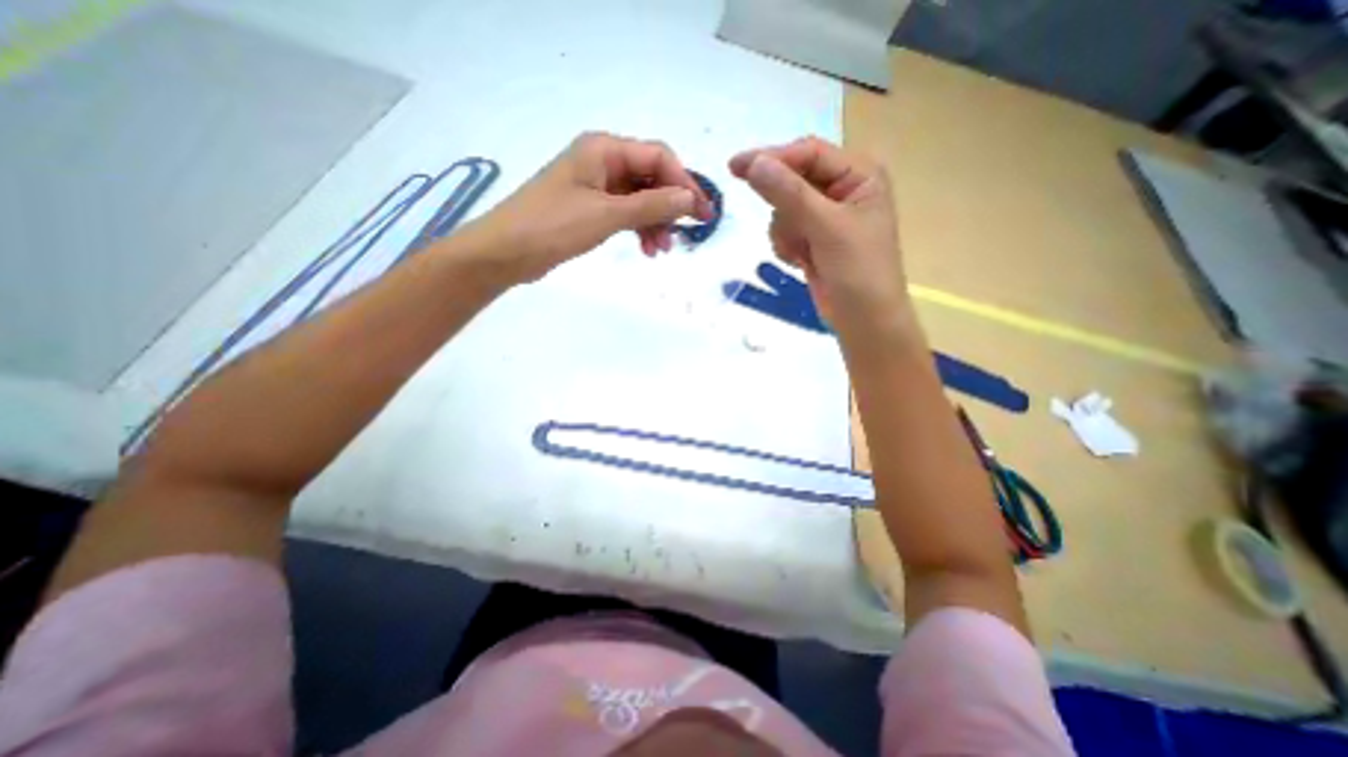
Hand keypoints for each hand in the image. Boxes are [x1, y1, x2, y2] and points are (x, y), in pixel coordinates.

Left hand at [464, 131, 715, 280]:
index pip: (659, 157)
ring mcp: (595, 186)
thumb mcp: (607, 214)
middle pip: (651, 177)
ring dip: (655, 222)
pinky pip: (625, 213)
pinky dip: (638, 229)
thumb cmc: (553, 226)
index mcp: (604, 149)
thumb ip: (652, 205)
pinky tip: (646, 250)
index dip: (684, 183)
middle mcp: (602, 161)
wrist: (506, 252)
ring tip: (662, 250)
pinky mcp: (590, 208)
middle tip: (685, 235)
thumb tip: (691, 199)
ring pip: (640, 199)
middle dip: (670, 206)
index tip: (702, 213)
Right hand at [734, 135, 909, 338]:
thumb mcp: (827, 228)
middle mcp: (842, 189)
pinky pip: (784, 230)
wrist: (863, 320)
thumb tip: (754, 163)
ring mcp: (826, 216)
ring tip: (803, 253)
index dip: (773, 158)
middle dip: (785, 209)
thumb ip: (790, 194)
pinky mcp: (813, 239)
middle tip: (790, 233)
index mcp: (859, 174)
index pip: (808, 153)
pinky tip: (800, 261)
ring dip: (786, 232)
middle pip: (792, 180)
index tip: (736, 168)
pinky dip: (786, 245)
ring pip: (783, 208)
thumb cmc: (858, 271)